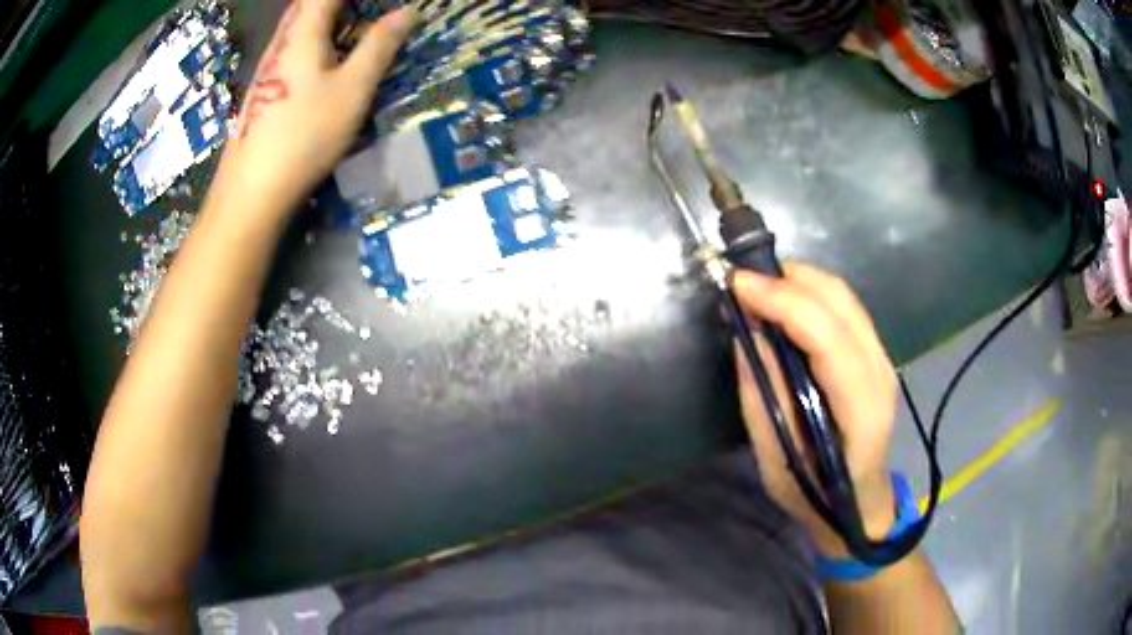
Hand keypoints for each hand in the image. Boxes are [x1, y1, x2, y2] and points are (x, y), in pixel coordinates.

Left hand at [214, 0, 418, 215]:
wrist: (252, 192)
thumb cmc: (304, 134)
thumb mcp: (352, 88)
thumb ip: (380, 46)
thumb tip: (408, 12)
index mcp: (303, 31)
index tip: (381, 4)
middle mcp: (282, 41)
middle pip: (309, 5)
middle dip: (339, 4)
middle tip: (371, 12)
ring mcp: (269, 66)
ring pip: (300, 26)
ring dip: (328, 18)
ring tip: (357, 25)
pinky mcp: (265, 89)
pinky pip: (295, 47)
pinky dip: (317, 39)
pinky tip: (329, 58)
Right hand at [732, 264, 897, 556]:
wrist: (860, 503)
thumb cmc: (815, 495)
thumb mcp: (777, 461)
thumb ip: (764, 397)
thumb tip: (747, 335)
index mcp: (861, 409)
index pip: (828, 336)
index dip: (783, 302)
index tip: (737, 286)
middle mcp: (880, 373)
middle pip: (840, 301)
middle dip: (788, 280)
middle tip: (743, 284)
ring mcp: (883, 360)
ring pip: (844, 296)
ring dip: (799, 282)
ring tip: (759, 289)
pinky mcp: (876, 354)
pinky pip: (845, 307)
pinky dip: (811, 294)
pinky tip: (786, 303)